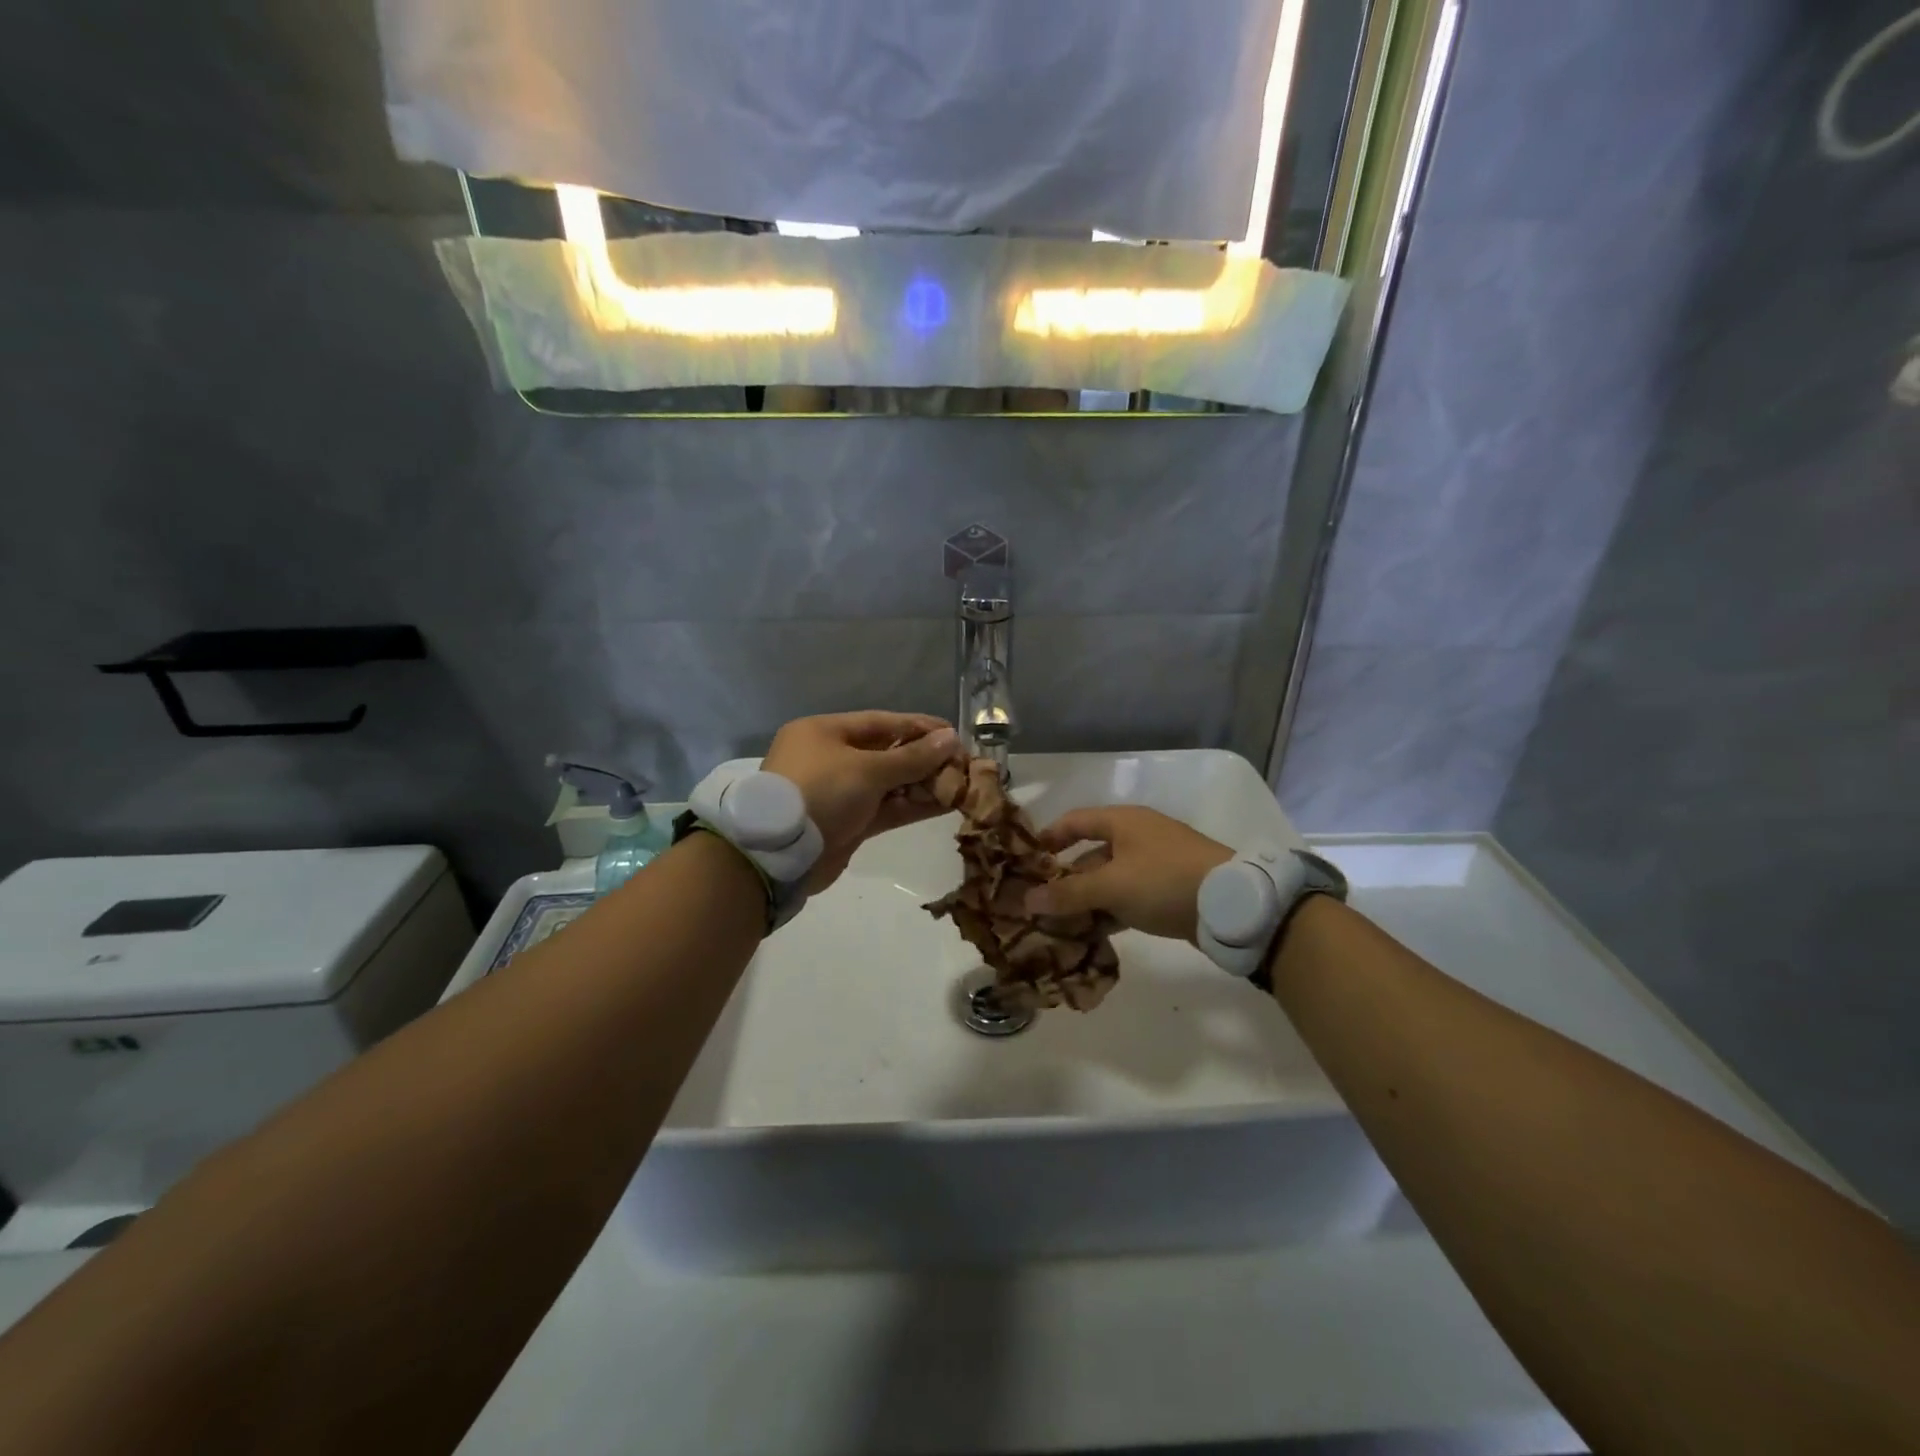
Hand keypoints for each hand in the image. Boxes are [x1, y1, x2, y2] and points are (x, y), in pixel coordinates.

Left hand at [761, 711, 961, 890]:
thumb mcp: (868, 769)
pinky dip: (912, 806)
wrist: (780, 854)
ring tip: (960, 784)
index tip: (953, 733)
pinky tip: (945, 804)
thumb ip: (912, 757)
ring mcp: (839, 792)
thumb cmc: (821, 792)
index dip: (919, 727)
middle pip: (886, 752)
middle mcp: (830, 758)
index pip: (881, 722)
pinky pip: (886, 808)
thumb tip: (951, 739)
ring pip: (888, 783)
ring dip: (922, 784)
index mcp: (825, 732)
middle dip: (924, 759)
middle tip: (962, 763)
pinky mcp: (847, 823)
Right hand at [1024, 806, 1232, 942]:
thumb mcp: (1111, 886)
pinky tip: (1093, 934)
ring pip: (1110, 879)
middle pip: (1090, 853)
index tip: (1025, 861)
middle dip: (1065, 878)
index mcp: (1122, 821)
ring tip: (1060, 924)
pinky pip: (1129, 897)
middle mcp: (1137, 836)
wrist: (1231, 905)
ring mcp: (1156, 863)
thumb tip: (1026, 900)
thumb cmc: (1164, 881)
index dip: (1048, 838)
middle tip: (1039, 902)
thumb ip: (1068, 893)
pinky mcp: (1169, 890)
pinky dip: (1110, 911)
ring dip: (1086, 899)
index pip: (1074, 821)